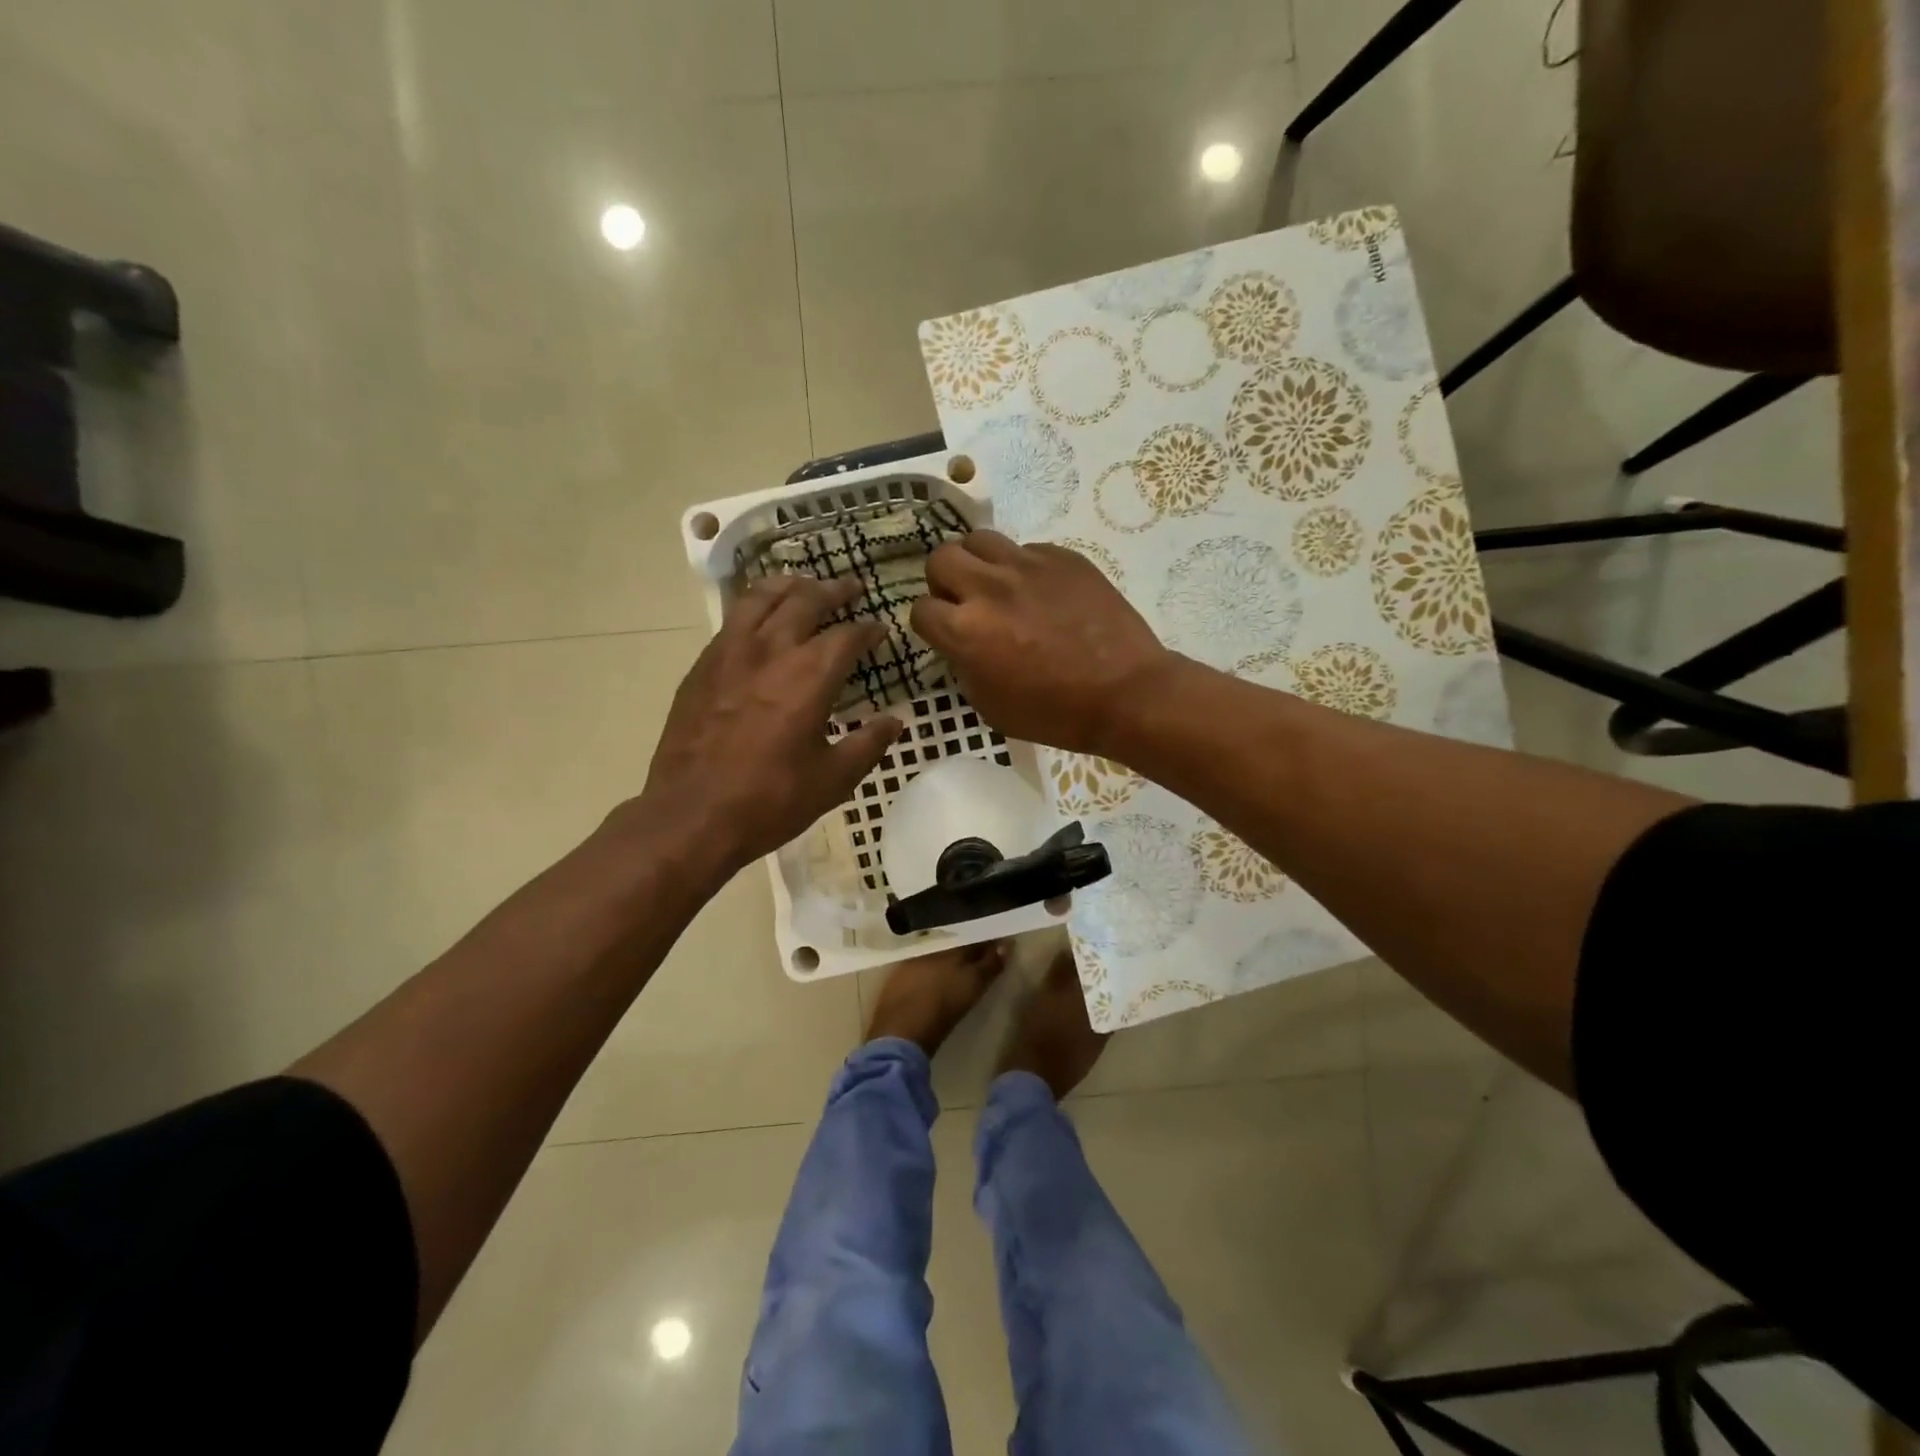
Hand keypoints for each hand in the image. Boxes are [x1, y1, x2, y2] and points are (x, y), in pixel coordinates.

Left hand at [639, 575, 900, 877]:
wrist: (692, 815)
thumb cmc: (771, 800)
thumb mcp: (834, 779)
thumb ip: (869, 744)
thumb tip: (895, 721)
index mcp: (810, 675)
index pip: (848, 635)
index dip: (869, 629)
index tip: (881, 629)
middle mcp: (771, 650)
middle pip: (805, 600)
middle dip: (833, 590)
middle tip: (851, 587)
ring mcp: (729, 653)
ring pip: (761, 598)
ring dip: (789, 586)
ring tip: (803, 585)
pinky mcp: (701, 667)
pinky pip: (732, 621)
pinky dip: (754, 608)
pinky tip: (759, 620)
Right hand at [911, 532, 1171, 754]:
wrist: (1126, 692)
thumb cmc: (1055, 713)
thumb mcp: (991, 706)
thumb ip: (964, 667)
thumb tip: (961, 644)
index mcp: (966, 631)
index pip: (920, 609)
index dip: (930, 624)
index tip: (945, 633)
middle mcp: (989, 589)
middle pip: (940, 558)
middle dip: (944, 582)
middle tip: (964, 602)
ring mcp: (1027, 565)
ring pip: (979, 539)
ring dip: (978, 563)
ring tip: (996, 586)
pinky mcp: (1062, 556)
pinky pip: (1026, 548)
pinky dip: (1022, 567)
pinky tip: (1040, 592)